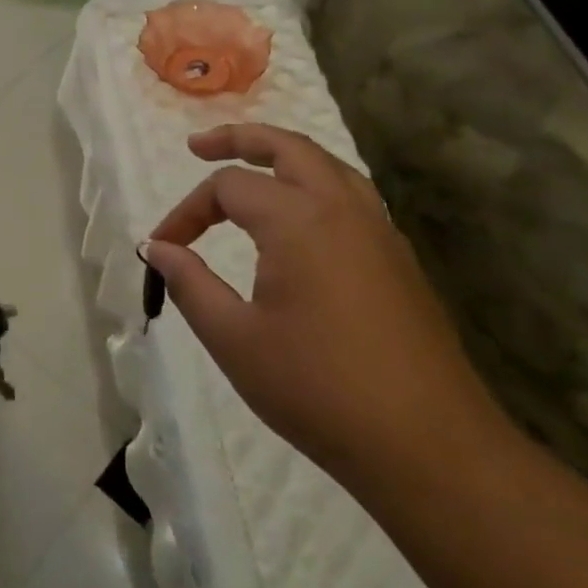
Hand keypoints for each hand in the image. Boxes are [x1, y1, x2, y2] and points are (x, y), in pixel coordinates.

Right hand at [146, 124, 510, 497]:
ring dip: (283, 156)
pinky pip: (351, 196)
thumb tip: (158, 248)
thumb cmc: (318, 389)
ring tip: (250, 167)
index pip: (228, 188)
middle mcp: (342, 209)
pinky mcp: (399, 260)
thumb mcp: (235, 339)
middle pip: (288, 147)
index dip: (187, 211)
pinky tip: (299, 219)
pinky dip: (314, 184)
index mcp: (299, 220)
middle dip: (239, 139)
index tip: (163, 247)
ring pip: (328, 166)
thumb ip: (190, 284)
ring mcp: (379, 232)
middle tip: (199, 146)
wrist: (429, 447)